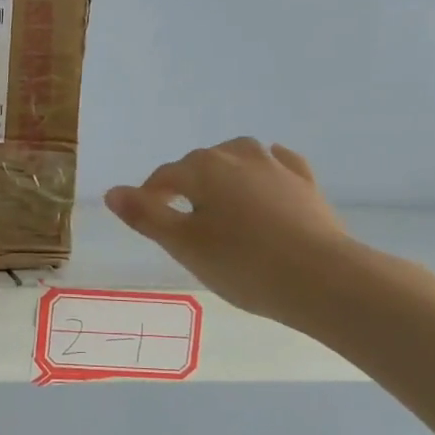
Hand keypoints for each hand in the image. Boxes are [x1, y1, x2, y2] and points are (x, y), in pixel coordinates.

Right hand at [105, 138, 350, 323]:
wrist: (322, 279)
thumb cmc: (242, 263)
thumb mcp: (183, 245)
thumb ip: (145, 216)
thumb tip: (112, 192)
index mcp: (203, 168)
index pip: (164, 177)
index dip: (149, 197)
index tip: (148, 222)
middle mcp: (238, 155)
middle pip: (199, 163)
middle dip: (185, 185)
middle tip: (182, 222)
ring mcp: (276, 166)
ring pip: (238, 157)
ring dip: (222, 173)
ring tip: (218, 202)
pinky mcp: (306, 182)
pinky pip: (276, 164)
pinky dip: (262, 171)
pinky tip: (264, 183)